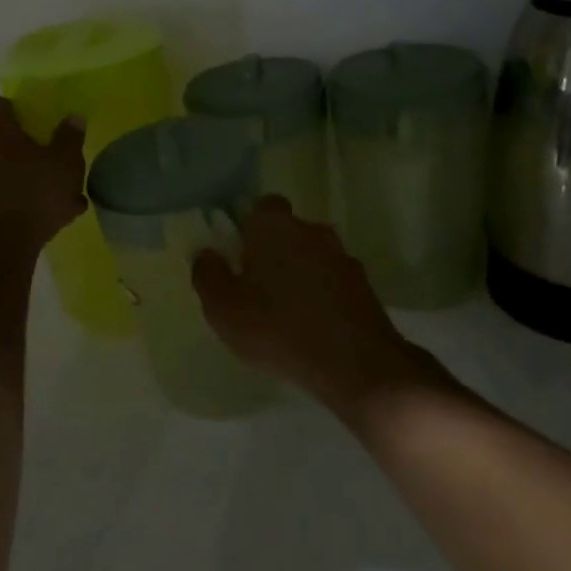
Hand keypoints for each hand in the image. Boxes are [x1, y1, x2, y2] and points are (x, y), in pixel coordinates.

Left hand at [0, 96, 87, 245]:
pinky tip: (40, 218)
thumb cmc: (34, 192)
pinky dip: (11, 201)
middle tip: (44, 158)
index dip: (13, 109)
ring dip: (16, 176)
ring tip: (50, 196)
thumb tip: (73, 118)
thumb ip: (69, 137)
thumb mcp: (65, 161)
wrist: (0, 246)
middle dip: (17, 146)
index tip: (33, 122)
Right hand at [192, 196, 446, 413]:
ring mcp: (343, 257)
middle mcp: (312, 231)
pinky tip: (310, 327)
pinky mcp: (364, 287)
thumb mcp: (224, 309)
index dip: (248, 225)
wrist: (358, 366)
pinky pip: (331, 281)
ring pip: (310, 256)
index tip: (236, 252)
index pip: (262, 205)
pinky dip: (320, 295)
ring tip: (283, 312)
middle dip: (271, 251)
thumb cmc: (279, 329)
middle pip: (287, 231)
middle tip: (254, 286)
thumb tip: (206, 253)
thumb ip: (207, 275)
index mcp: (275, 227)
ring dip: (297, 274)